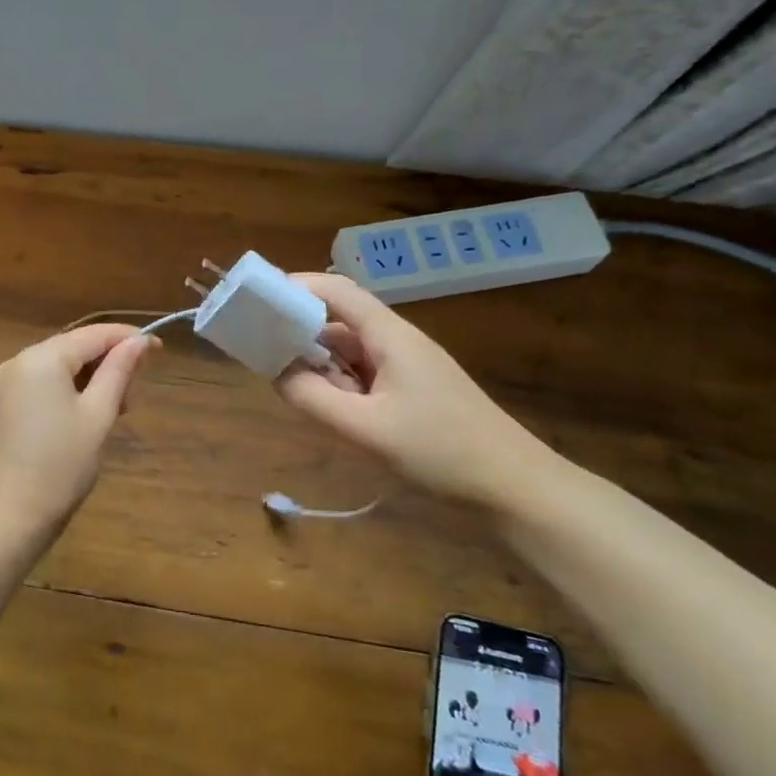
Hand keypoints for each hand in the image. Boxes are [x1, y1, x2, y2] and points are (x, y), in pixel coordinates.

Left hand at [0, 323, 159, 532]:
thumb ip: (119, 371)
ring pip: (60, 366)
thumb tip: (139, 341)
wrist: (11, 515)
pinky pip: (44, 383)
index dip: (128, 338)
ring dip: (91, 379)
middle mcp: (19, 361)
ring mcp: (7, 383)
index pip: (94, 334)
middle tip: (133, 396)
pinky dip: (69, 390)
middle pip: (75, 347)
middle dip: (108, 363)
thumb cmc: (62, 464)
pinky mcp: (4, 404)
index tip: (158, 350)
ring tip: (114, 410)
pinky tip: (86, 415)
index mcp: (42, 358)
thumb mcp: (99, 414)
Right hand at [276, 273, 556, 508]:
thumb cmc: (441, 451)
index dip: (297, 287)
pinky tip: (331, 410)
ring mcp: (410, 367)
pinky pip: (368, 375)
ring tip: (291, 387)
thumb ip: (314, 399)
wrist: (515, 488)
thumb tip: (277, 373)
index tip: (260, 301)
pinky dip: (342, 385)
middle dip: (301, 333)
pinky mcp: (416, 392)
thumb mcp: (366, 429)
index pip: (338, 291)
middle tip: (263, 353)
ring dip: (322, 365)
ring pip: (353, 352)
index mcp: (390, 336)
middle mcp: (399, 341)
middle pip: (341, 321)